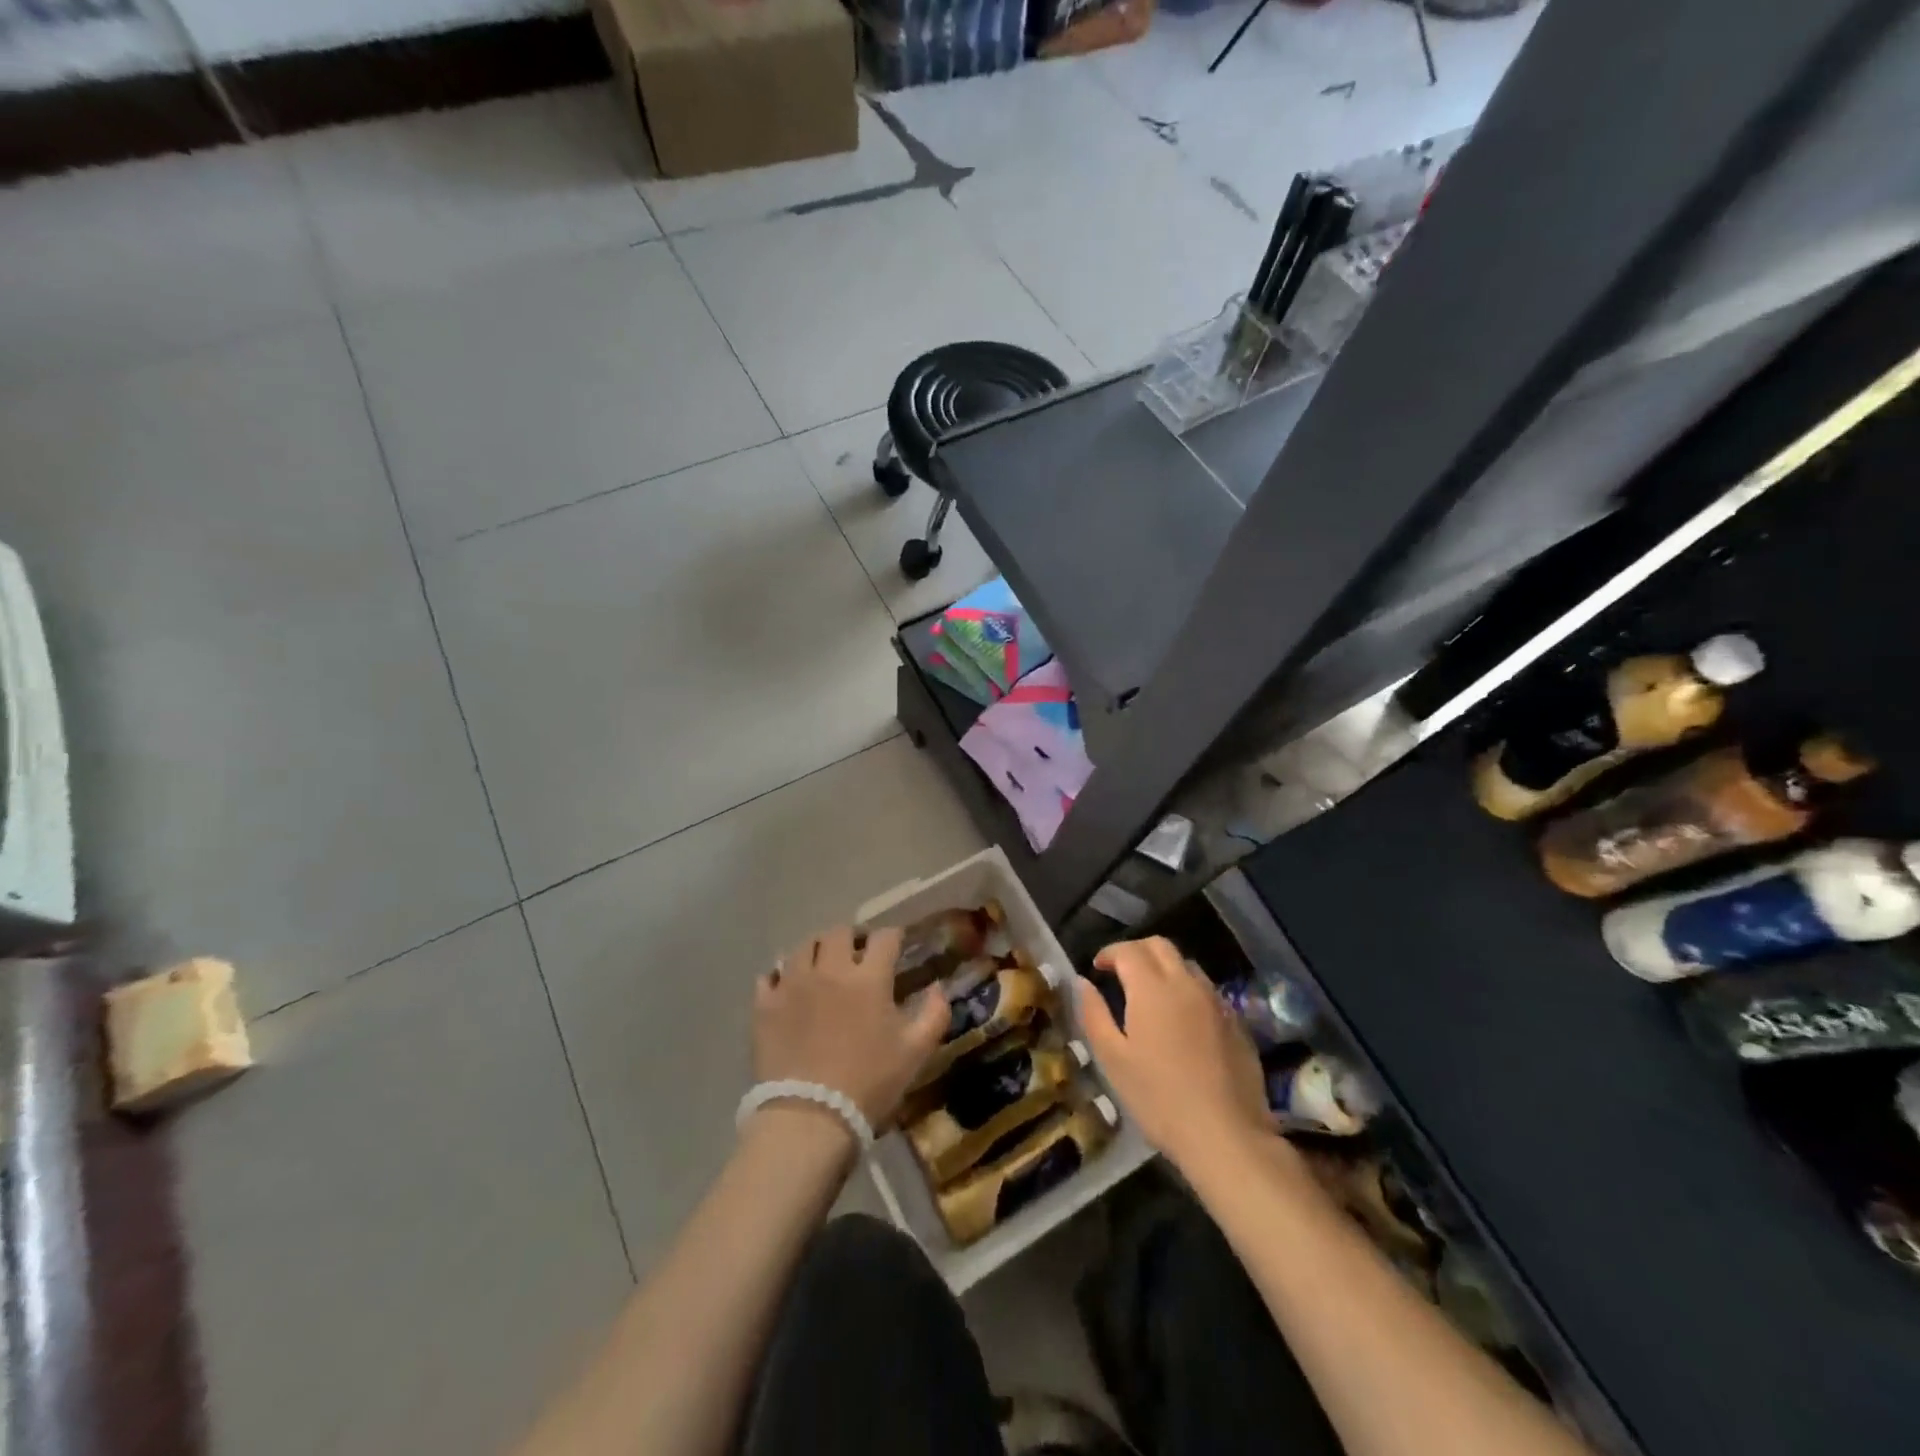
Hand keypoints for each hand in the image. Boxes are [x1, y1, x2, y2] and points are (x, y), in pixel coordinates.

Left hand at [753, 925, 949, 1128]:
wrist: (809, 1118)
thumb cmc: (869, 1084)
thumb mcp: (915, 1053)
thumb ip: (934, 1014)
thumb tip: (939, 987)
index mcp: (868, 978)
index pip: (884, 938)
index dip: (894, 936)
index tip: (897, 944)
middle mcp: (829, 969)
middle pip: (839, 932)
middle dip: (852, 938)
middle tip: (857, 954)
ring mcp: (792, 984)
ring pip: (803, 947)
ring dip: (816, 950)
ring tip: (821, 965)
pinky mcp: (765, 1005)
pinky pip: (770, 976)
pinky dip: (781, 975)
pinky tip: (788, 987)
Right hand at [1075, 937, 1272, 1174]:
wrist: (1225, 1134)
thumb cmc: (1159, 1098)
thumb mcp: (1113, 1060)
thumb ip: (1094, 1014)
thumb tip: (1083, 982)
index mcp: (1152, 988)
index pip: (1129, 950)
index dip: (1109, 953)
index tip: (1097, 967)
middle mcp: (1186, 984)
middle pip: (1161, 946)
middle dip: (1137, 951)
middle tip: (1121, 972)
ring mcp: (1216, 1002)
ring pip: (1188, 965)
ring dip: (1165, 968)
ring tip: (1152, 994)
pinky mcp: (1237, 1023)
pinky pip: (1208, 991)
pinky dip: (1189, 991)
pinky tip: (1183, 1020)